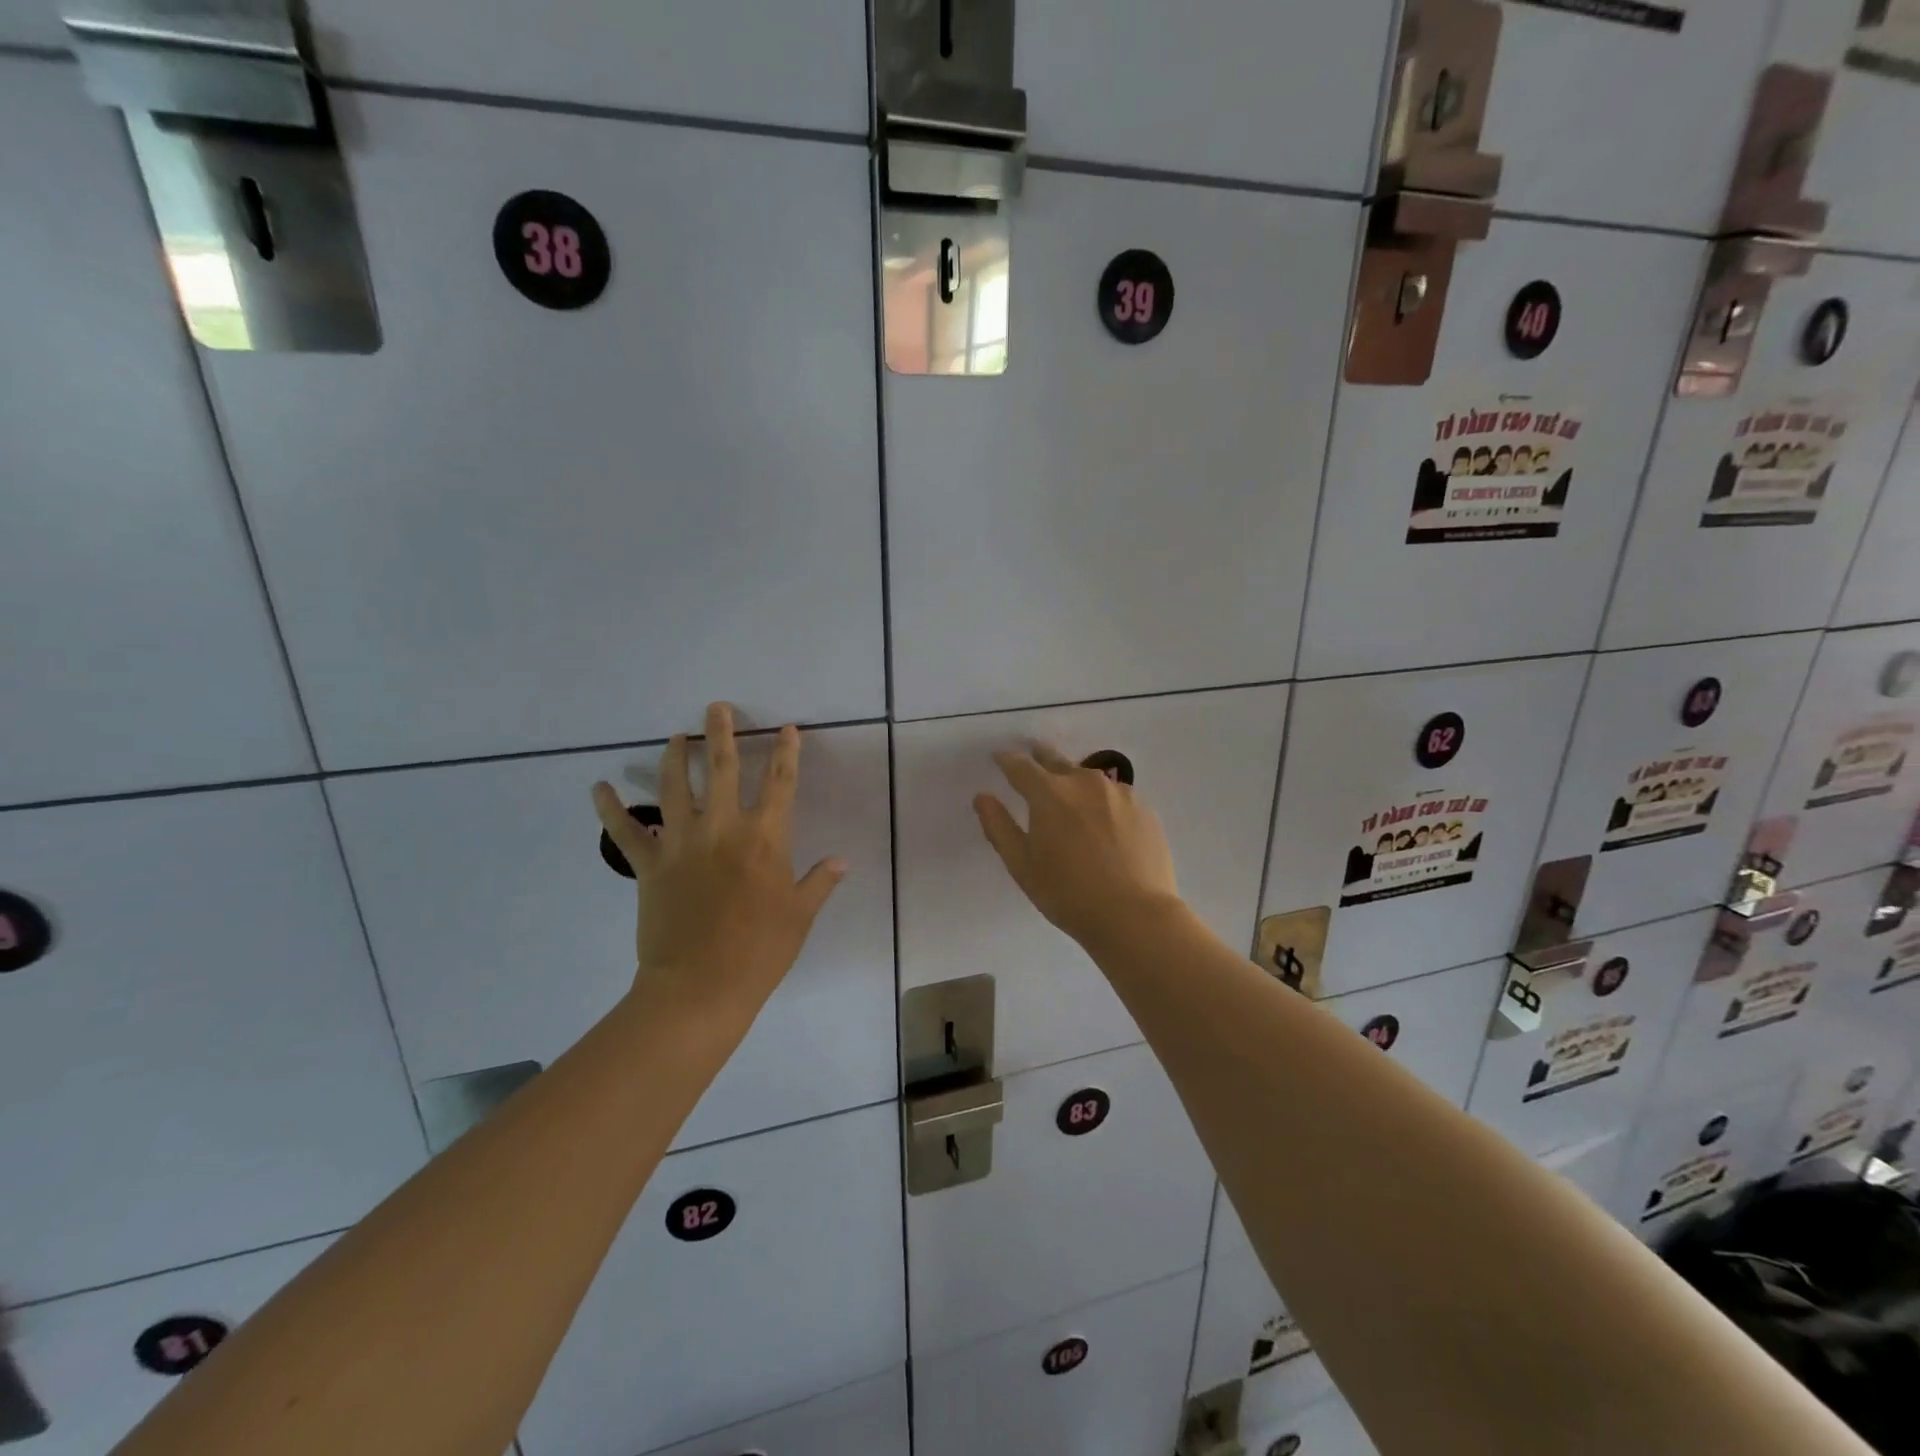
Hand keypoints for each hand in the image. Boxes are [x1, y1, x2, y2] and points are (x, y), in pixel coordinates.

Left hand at [593, 703, 846, 1022]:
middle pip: (722, 768)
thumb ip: (819, 882)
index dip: (785, 752)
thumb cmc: (760, 951)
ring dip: (674, 756)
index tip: (785, 728)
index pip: (780, 783)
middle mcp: (722, 828)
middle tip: (717, 707)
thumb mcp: (800, 915)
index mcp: (764, 838)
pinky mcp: (649, 865)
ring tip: (675, 736)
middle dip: (722, 733)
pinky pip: (625, 832)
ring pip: (673, 787)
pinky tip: (599, 788)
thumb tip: (841, 861)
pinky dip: (610, 809)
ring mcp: (681, 843)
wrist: (701, 987)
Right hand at [974, 742, 1180, 947]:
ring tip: (1070, 791)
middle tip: (1033, 752)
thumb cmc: (1068, 893)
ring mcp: (1119, 793)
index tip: (999, 757)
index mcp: (1049, 793)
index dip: (1007, 760)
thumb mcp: (1022, 865)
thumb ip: (999, 827)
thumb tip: (982, 797)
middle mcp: (1084, 782)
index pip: (1020, 766)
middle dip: (1040, 756)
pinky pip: (1115, 796)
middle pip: (1056, 760)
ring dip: (1074, 779)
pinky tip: (1105, 820)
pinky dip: (1102, 800)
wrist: (1136, 915)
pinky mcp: (1144, 809)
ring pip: (1089, 777)